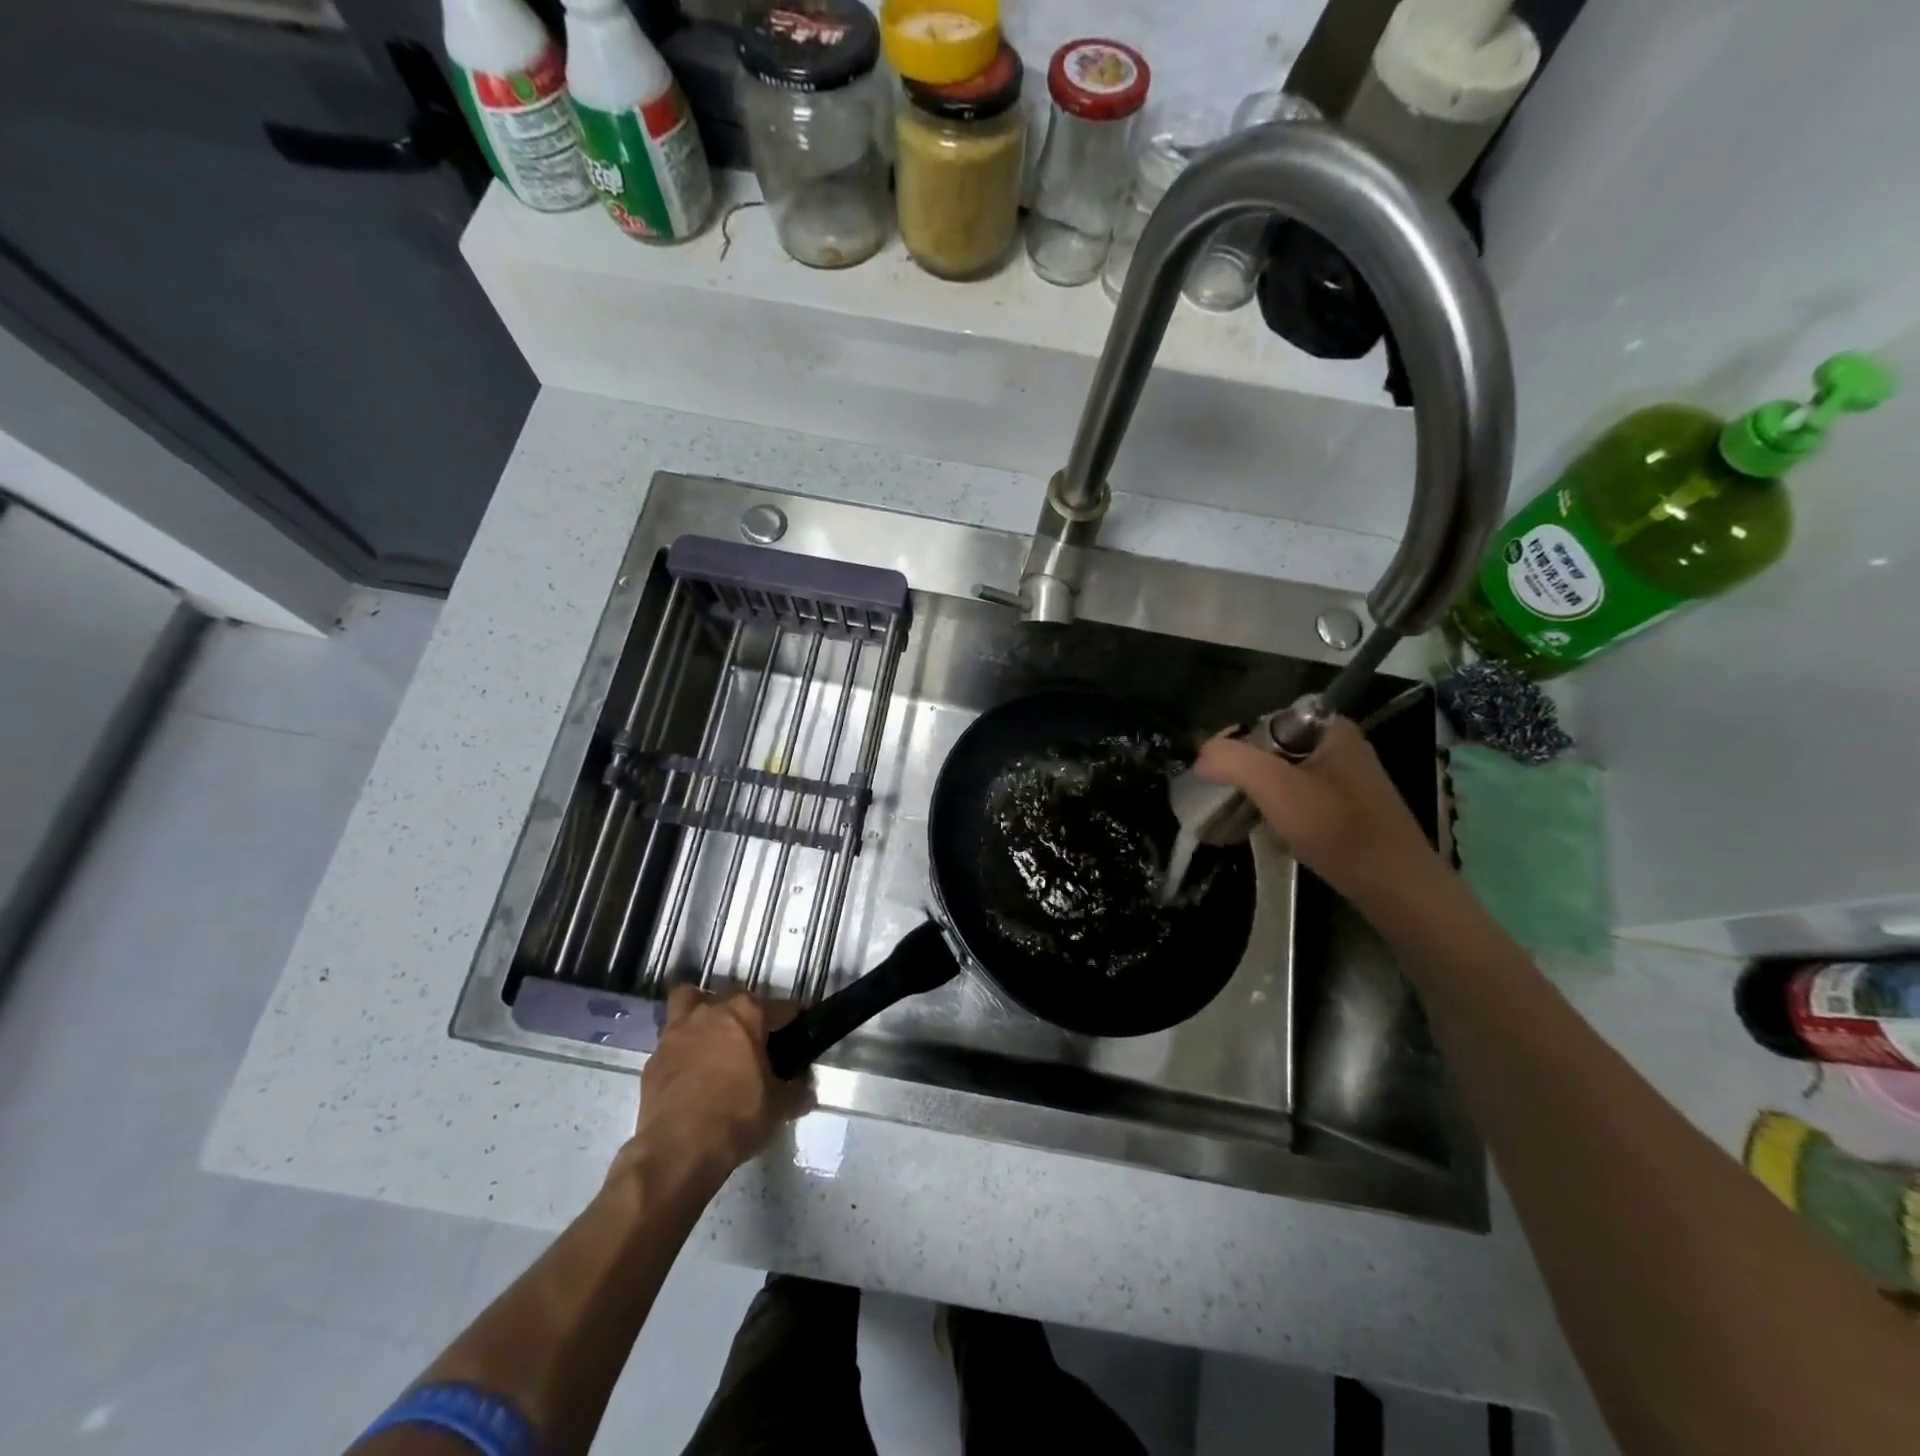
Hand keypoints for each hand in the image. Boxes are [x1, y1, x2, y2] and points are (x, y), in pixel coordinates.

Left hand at [624, 987, 812, 1189]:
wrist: (677, 1149)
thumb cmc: (737, 1117)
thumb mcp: (779, 1108)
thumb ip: (796, 1092)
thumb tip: (806, 1090)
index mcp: (747, 1014)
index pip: (781, 1007)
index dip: (793, 1020)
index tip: (798, 1034)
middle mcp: (711, 1011)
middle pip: (736, 998)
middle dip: (748, 1013)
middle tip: (756, 1042)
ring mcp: (677, 1031)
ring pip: (690, 1001)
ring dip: (703, 1012)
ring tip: (714, 1038)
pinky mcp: (654, 1058)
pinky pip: (672, 1041)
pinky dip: (683, 1048)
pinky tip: (691, 1071)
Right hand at [1194, 717, 1443, 913]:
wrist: (1397, 888)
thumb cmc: (1338, 830)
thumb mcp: (1277, 788)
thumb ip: (1233, 761)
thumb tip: (1201, 755)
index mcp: (1329, 729)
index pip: (1262, 722)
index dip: (1233, 746)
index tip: (1213, 776)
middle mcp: (1339, 746)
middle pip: (1270, 751)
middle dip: (1243, 777)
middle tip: (1223, 805)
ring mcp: (1345, 779)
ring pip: (1282, 778)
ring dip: (1257, 799)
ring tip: (1237, 824)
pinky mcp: (1346, 808)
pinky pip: (1297, 800)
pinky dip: (1277, 814)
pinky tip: (1269, 836)